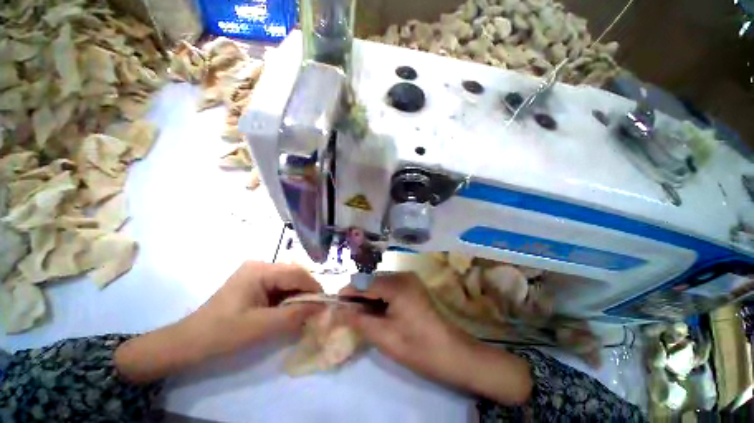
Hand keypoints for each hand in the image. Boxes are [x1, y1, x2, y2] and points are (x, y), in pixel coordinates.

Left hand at [116, 262, 321, 382]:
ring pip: (288, 280)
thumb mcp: (262, 327)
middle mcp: (260, 265)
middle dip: (306, 292)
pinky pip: (279, 286)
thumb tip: (322, 308)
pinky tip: (287, 310)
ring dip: (297, 295)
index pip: (297, 273)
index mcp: (260, 270)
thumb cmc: (223, 333)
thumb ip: (294, 316)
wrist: (189, 343)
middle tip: (314, 311)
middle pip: (294, 274)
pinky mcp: (254, 282)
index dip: (314, 288)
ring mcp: (256, 273)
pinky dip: (287, 298)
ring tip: (302, 312)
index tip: (324, 304)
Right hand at [342, 272, 531, 404]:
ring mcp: (410, 279)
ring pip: (381, 283)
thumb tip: (338, 311)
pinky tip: (380, 311)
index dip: (348, 292)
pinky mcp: (414, 286)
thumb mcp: (384, 336)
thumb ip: (359, 320)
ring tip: (363, 315)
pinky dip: (381, 296)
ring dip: (370, 296)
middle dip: (359, 295)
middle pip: (372, 280)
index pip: (364, 282)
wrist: (454, 354)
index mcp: (396, 284)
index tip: (336, 305)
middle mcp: (403, 274)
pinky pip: (391, 286)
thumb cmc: (418, 347)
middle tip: (350, 314)